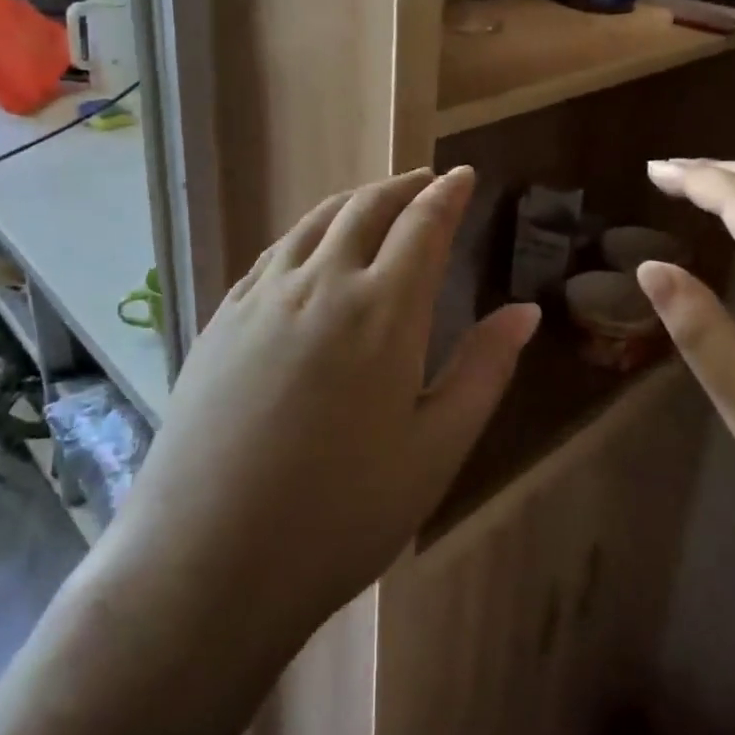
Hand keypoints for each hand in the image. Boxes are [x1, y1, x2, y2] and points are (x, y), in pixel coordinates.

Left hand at [110, 166, 539, 650]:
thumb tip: (524, 311)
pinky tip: (312, 247)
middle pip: (366, 208)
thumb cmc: (342, 514)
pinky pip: (275, 252)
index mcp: (382, 311)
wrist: (209, 560)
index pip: (423, 225)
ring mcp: (263, 297)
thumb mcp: (436, 449)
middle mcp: (321, 284)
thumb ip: (484, 369)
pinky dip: (308, 232)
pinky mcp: (223, 317)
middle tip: (426, 181)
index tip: (463, 175)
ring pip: (316, 221)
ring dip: (354, 200)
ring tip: (376, 201)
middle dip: (403, 186)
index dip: (447, 194)